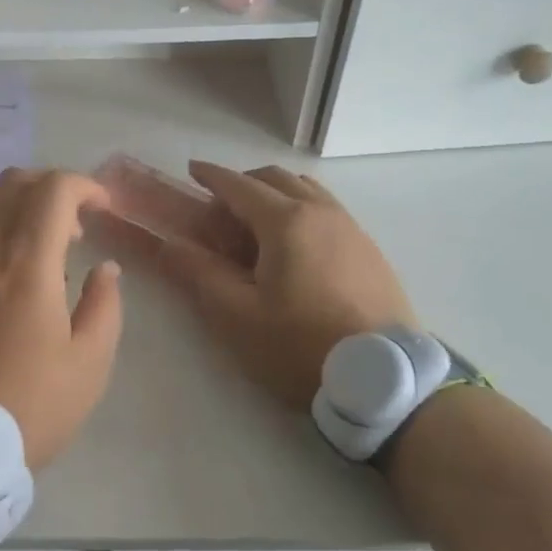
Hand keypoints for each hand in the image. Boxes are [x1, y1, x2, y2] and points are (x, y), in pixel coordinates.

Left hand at [0, 169, 123, 469]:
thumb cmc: (28, 406)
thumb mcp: (88, 364)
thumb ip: (104, 305)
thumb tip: (103, 268)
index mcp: (24, 262)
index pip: (52, 189)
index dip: (84, 185)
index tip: (104, 208)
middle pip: (13, 183)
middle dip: (51, 187)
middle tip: (77, 224)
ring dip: (24, 212)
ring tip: (51, 257)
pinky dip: (1, 237)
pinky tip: (15, 284)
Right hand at [152, 162, 417, 410]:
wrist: (383, 380)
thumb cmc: (301, 345)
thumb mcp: (237, 315)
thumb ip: (200, 273)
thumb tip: (168, 244)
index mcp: (286, 221)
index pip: (239, 185)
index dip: (211, 176)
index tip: (191, 170)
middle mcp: (320, 212)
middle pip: (275, 178)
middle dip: (243, 183)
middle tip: (220, 210)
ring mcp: (350, 228)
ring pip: (306, 190)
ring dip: (275, 194)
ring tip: (257, 225)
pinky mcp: (369, 249)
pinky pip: (327, 210)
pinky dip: (301, 210)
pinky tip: (295, 247)